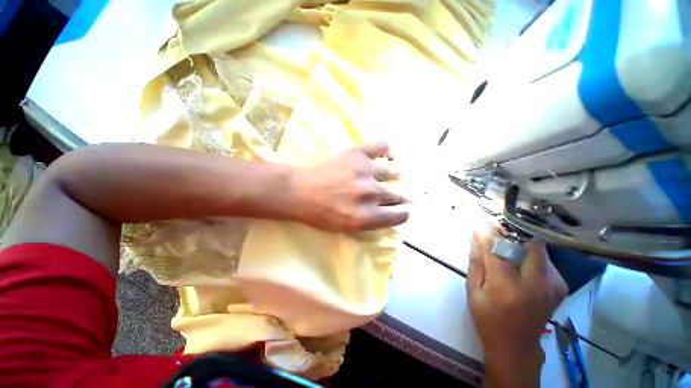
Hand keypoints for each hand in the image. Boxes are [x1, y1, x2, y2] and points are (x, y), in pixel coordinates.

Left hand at [289, 141, 409, 231]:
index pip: (400, 216)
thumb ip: (372, 222)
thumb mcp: (348, 228)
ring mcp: (366, 171)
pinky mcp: (358, 153)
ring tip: (386, 176)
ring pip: (394, 173)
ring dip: (392, 177)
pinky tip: (386, 156)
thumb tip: (391, 211)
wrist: (299, 192)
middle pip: (398, 195)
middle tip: (391, 194)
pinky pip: (384, 146)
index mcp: (367, 216)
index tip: (402, 210)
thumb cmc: (321, 214)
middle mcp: (371, 194)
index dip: (403, 213)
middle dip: (398, 197)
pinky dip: (388, 151)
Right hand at [467, 225, 567, 386]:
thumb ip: (477, 261)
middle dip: (511, 232)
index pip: (498, 249)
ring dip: (521, 241)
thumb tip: (478, 236)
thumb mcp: (473, 290)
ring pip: (539, 249)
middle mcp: (536, 285)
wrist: (516, 346)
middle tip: (496, 228)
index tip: (479, 222)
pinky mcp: (560, 286)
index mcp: (507, 288)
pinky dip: (531, 252)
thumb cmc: (488, 318)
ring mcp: (553, 285)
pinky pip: (545, 259)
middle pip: (529, 244)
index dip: (488, 232)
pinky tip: (520, 258)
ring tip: (506, 242)